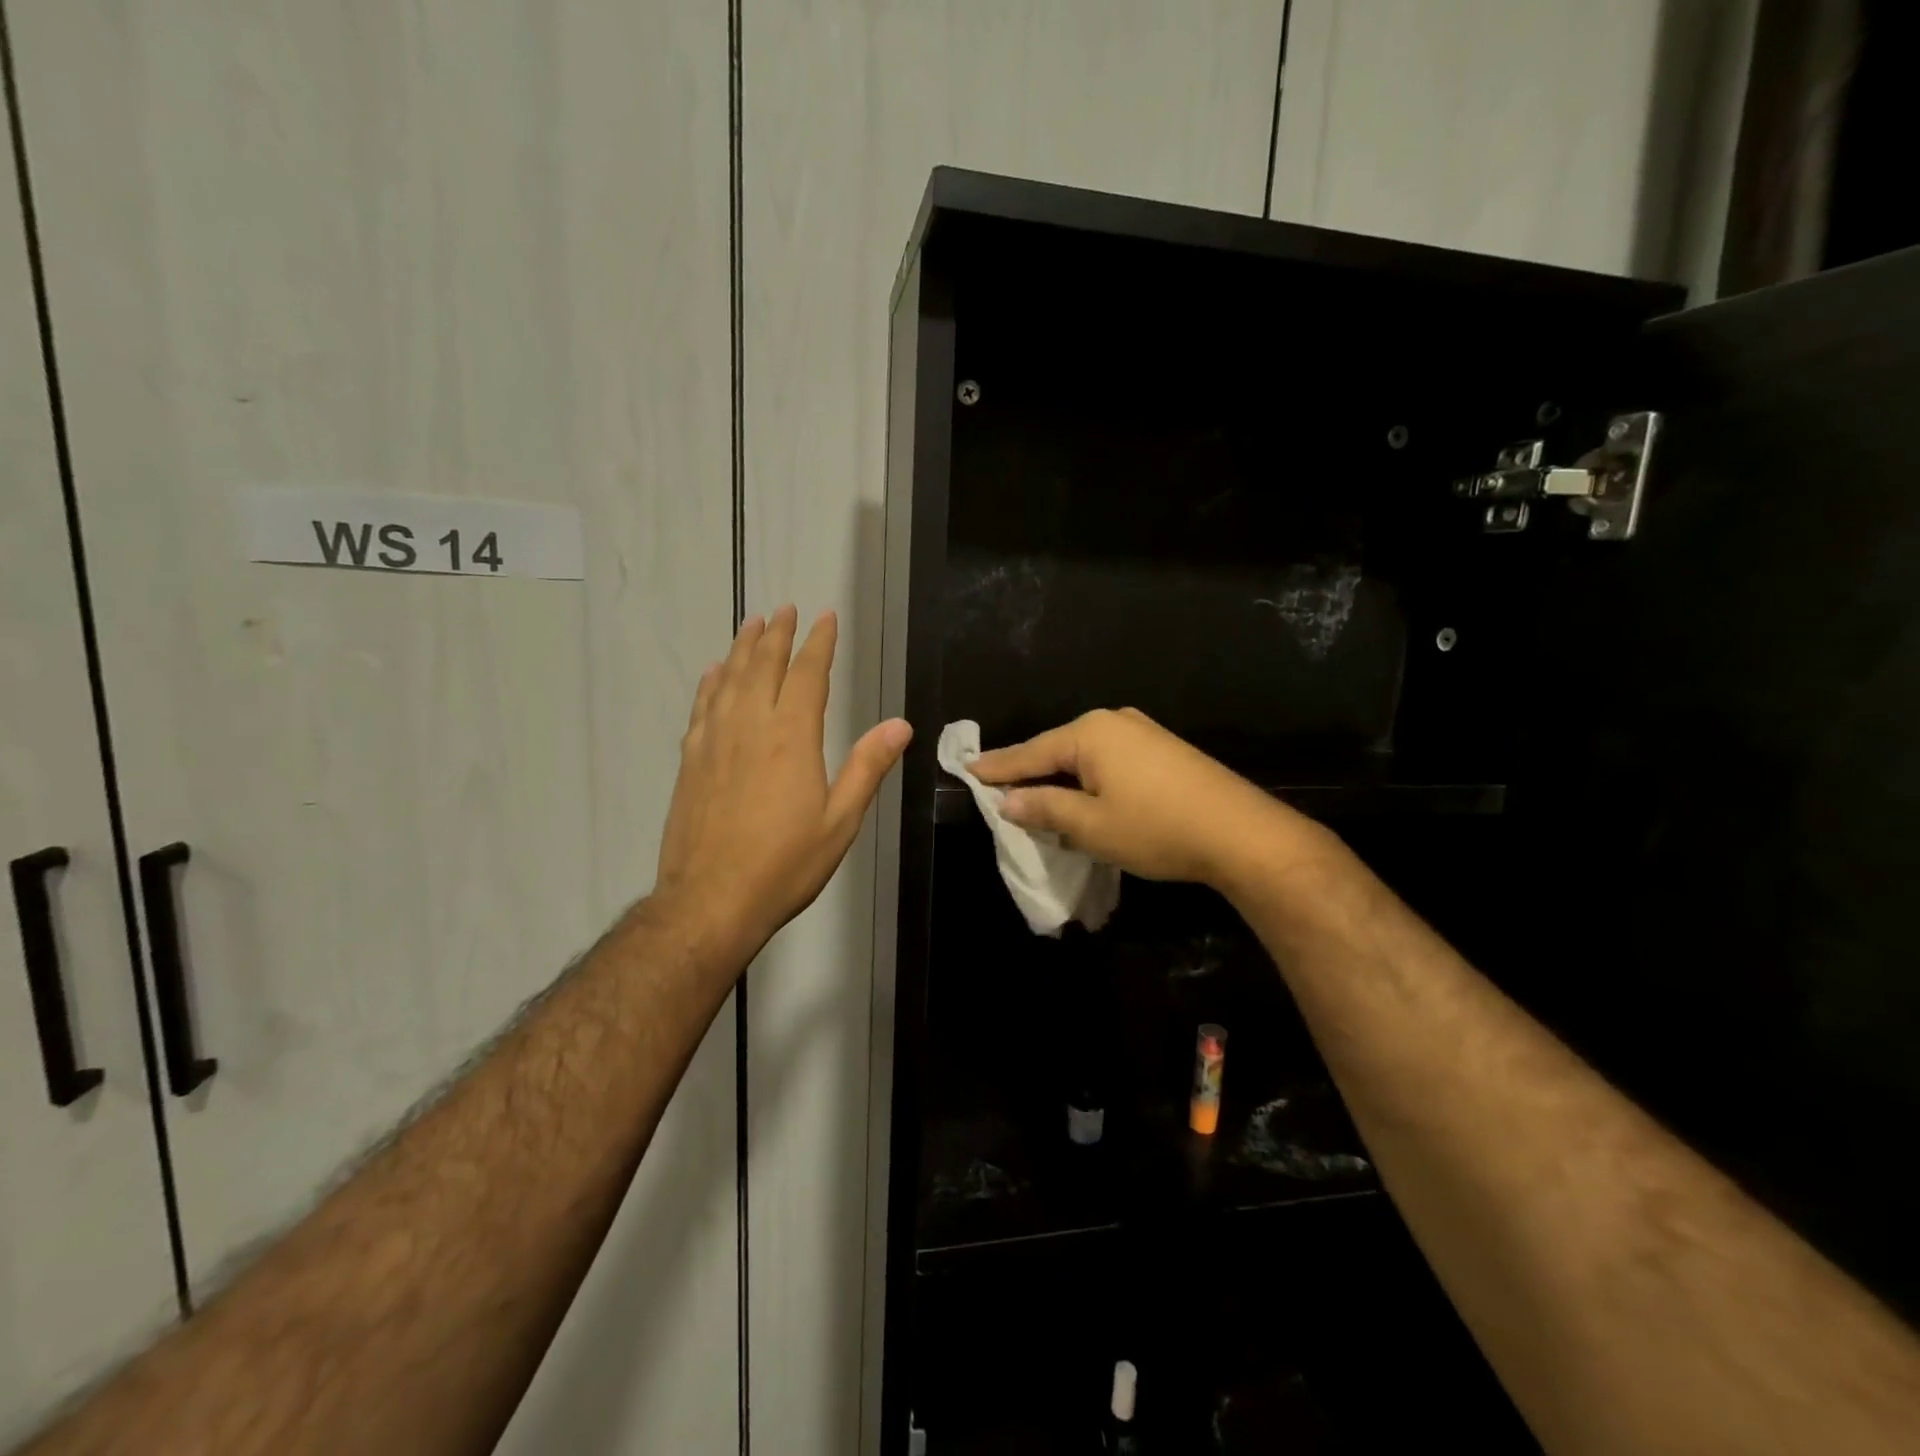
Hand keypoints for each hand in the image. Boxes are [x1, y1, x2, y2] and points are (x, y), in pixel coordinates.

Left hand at [654, 606, 910, 966]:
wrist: (710, 901)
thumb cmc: (785, 865)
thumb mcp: (840, 821)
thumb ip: (867, 767)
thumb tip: (900, 725)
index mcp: (791, 738)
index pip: (807, 675)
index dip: (818, 643)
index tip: (825, 618)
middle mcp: (750, 727)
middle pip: (762, 666)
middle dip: (776, 634)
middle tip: (784, 609)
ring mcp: (714, 742)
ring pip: (728, 680)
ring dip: (741, 648)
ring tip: (751, 624)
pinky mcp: (690, 762)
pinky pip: (702, 708)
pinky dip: (710, 684)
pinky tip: (713, 674)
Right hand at [970, 708, 1326, 889]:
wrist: (1241, 833)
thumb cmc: (1156, 828)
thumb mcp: (1091, 825)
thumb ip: (1044, 808)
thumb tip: (1008, 801)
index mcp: (1089, 733)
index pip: (1030, 752)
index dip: (998, 767)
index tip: (968, 769)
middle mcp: (1113, 722)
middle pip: (1057, 749)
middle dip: (1028, 770)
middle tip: (995, 784)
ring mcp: (1142, 732)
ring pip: (1084, 755)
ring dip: (1060, 776)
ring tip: (1033, 791)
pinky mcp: (1163, 749)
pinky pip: (1109, 760)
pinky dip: (1088, 777)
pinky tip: (1082, 792)